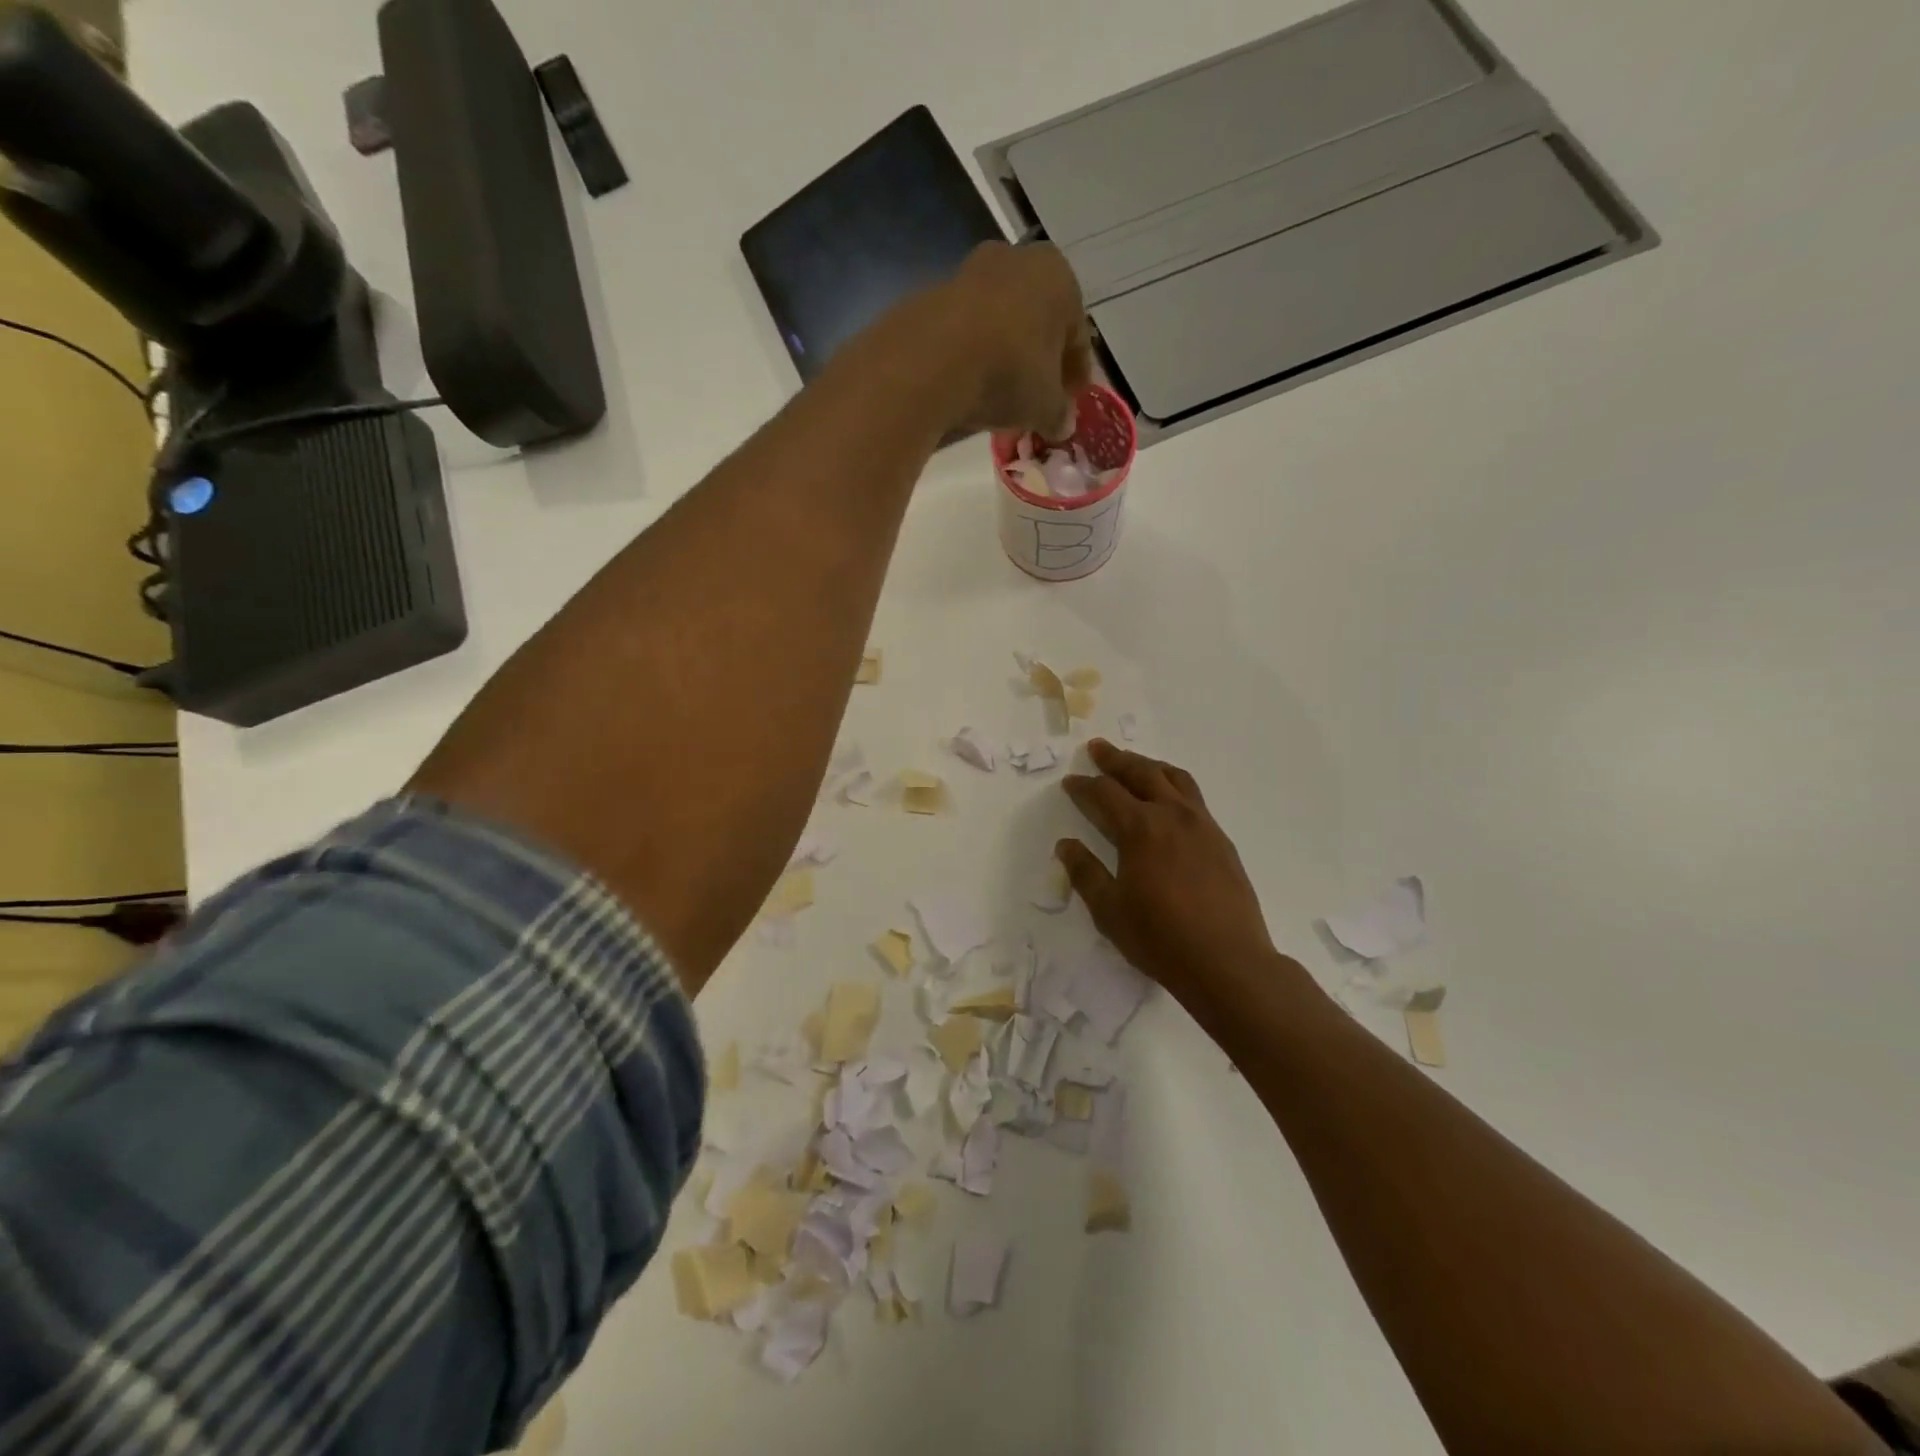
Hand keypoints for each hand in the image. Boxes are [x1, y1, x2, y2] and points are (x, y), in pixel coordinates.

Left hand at [936, 241, 1091, 437]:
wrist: (931, 361)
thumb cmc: (1008, 373)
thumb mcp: (1044, 406)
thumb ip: (1059, 414)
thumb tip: (1063, 424)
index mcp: (1059, 278)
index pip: (1077, 335)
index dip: (1075, 375)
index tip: (1069, 403)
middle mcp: (1018, 260)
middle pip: (1038, 322)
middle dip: (1039, 361)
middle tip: (1036, 399)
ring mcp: (972, 271)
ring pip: (1001, 322)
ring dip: (1004, 355)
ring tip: (1000, 396)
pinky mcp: (934, 293)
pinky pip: (966, 330)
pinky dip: (973, 354)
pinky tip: (969, 385)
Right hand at [1058, 740, 1279, 1003]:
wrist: (1228, 962)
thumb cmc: (1160, 938)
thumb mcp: (1109, 910)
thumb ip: (1085, 872)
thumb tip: (1066, 844)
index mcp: (1140, 828)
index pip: (1105, 794)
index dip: (1083, 786)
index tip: (1069, 782)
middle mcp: (1172, 815)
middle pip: (1141, 773)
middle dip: (1116, 760)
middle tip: (1098, 749)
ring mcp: (1202, 825)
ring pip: (1174, 778)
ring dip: (1149, 766)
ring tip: (1135, 763)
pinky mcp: (1221, 840)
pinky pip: (1194, 798)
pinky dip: (1174, 785)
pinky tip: (1169, 800)